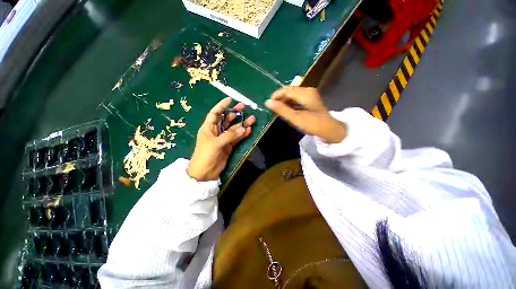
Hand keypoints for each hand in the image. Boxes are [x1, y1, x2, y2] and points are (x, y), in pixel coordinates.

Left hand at [187, 98, 255, 181]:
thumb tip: (243, 128)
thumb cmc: (205, 155)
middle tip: (244, 107)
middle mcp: (216, 131)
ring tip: (252, 119)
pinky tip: (249, 130)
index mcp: (208, 128)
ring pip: (234, 129)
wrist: (205, 172)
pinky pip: (237, 138)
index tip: (230, 100)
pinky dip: (243, 134)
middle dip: (235, 113)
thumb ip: (229, 135)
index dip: (222, 106)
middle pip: (226, 119)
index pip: (215, 113)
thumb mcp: (215, 143)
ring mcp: (224, 139)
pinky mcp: (229, 146)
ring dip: (242, 124)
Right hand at [265, 87, 345, 143]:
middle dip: (279, 98)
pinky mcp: (310, 99)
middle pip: (289, 90)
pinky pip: (296, 97)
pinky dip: (290, 103)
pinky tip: (287, 109)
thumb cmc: (313, 124)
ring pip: (292, 94)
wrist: (330, 130)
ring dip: (284, 101)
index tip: (268, 104)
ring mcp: (310, 94)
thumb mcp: (296, 118)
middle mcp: (307, 90)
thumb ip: (281, 110)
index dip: (275, 96)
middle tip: (273, 109)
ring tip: (278, 110)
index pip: (285, 90)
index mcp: (304, 93)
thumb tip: (267, 102)